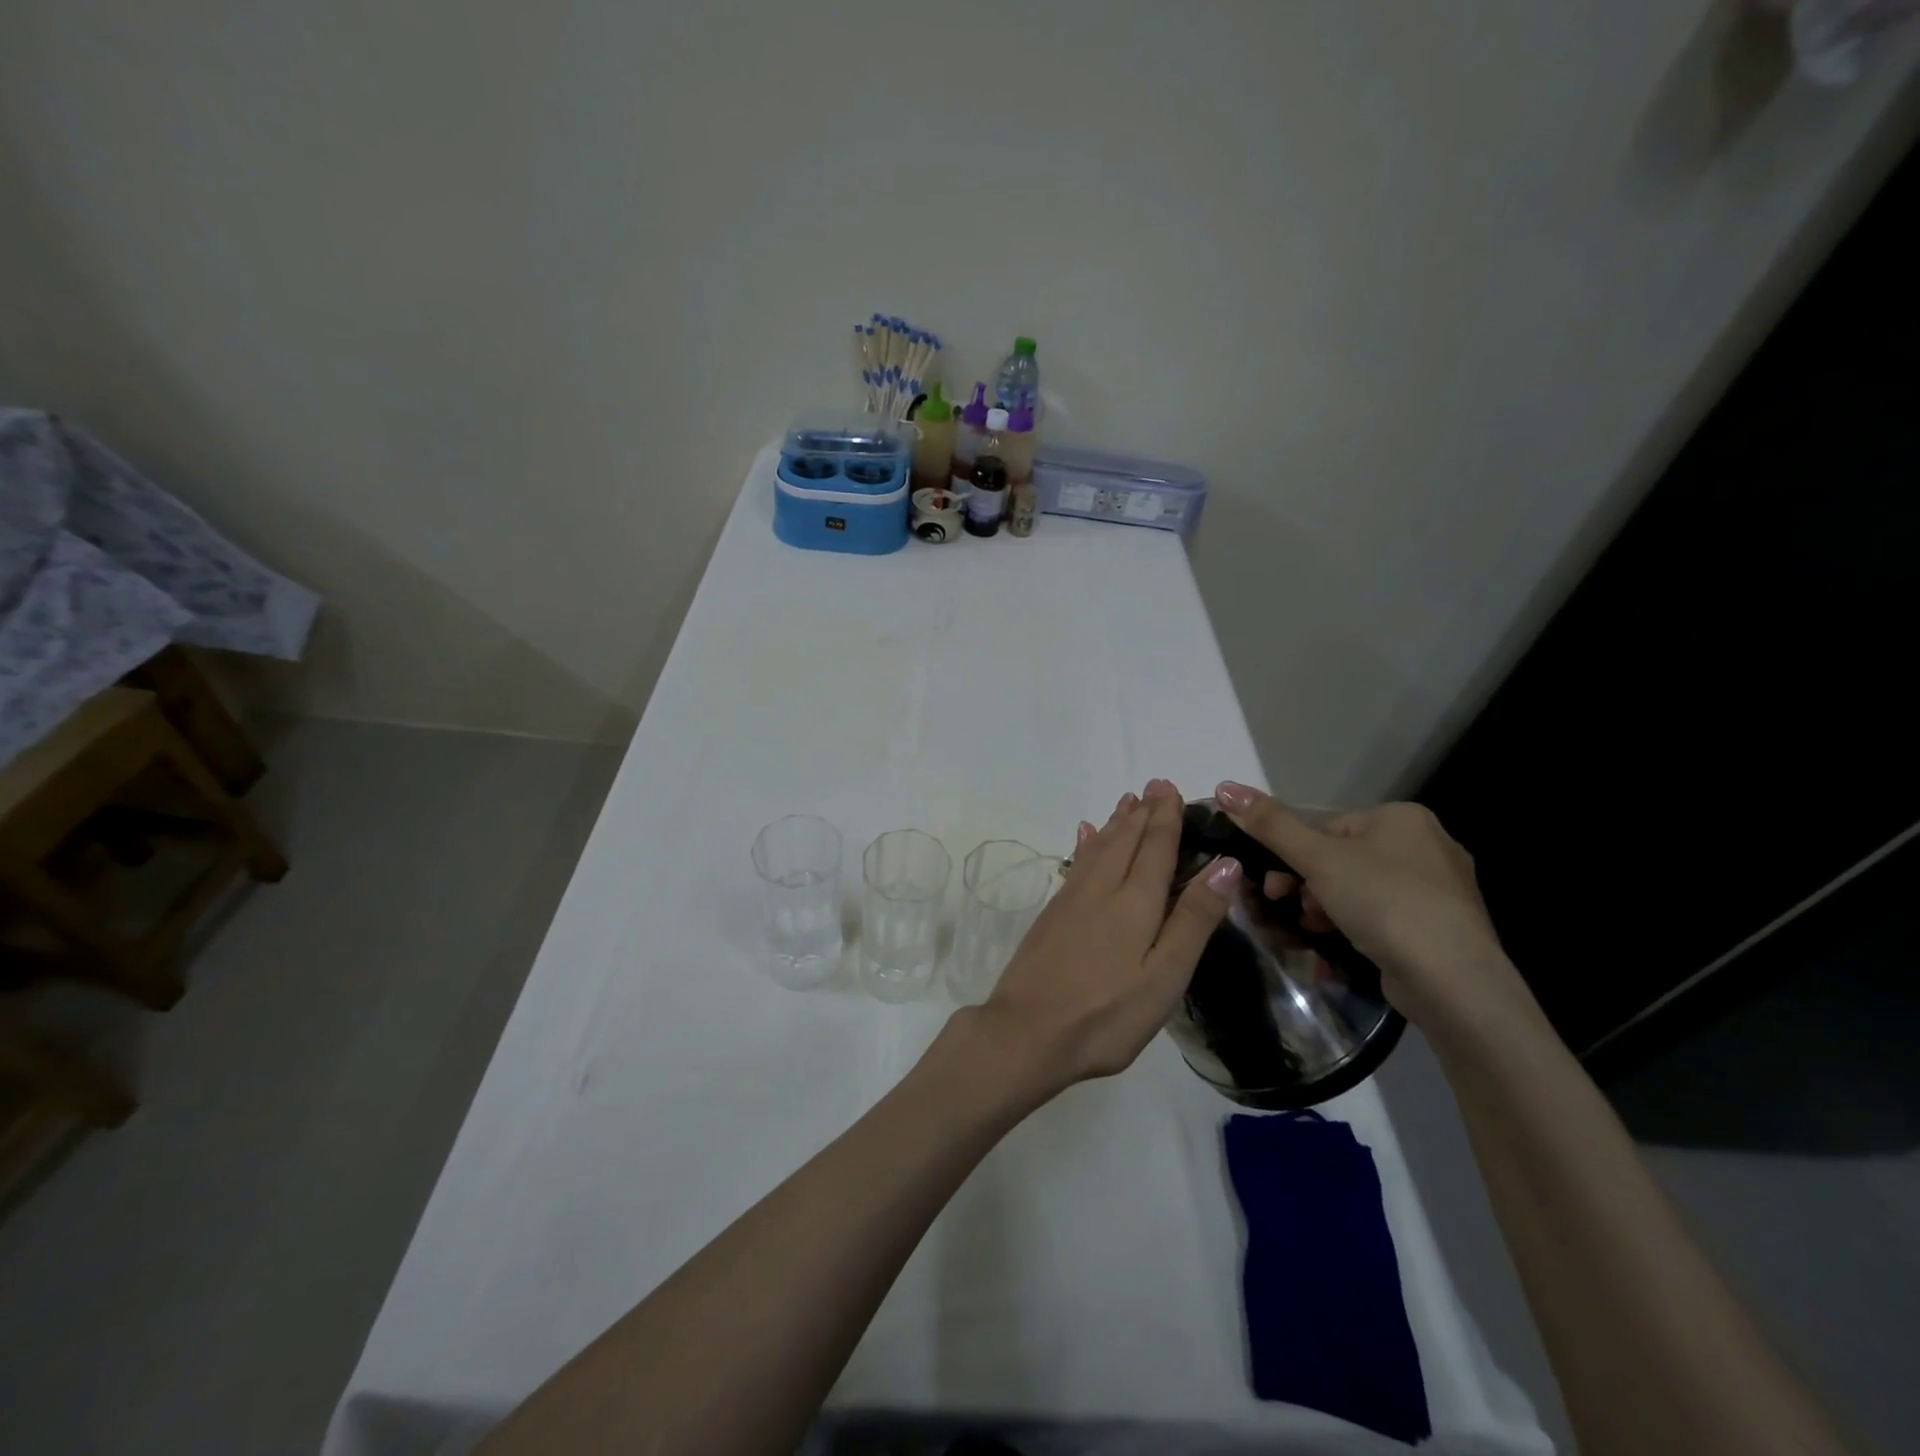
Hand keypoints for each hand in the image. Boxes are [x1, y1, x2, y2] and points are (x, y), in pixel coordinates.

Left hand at [976, 779, 1239, 1091]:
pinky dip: (1086, 844)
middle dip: (1143, 812)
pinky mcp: (1051, 914)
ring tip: (1127, 801)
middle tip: (1154, 786)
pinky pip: (1076, 864)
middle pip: (1125, 840)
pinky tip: (1086, 836)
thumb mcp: (1164, 976)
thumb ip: (1194, 919)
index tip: (1172, 789)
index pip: (1156, 848)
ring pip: (1099, 848)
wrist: (1027, 1032)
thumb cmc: (1107, 1014)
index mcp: (1135, 902)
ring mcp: (1071, 900)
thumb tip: (1225, 863)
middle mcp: (1101, 889)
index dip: (1166, 818)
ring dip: (1116, 823)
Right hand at [1213, 782, 1536, 1030]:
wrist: (1453, 981)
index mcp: (1402, 817)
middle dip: (1307, 885)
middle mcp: (1426, 844)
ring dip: (1326, 907)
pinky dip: (1356, 926)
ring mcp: (1439, 890)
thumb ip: (1270, 824)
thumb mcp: (1317, 859)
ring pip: (1359, 889)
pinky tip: (1340, 946)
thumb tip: (1224, 786)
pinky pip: (1383, 917)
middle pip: (1341, 858)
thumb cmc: (1384, 903)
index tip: (1274, 885)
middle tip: (1289, 907)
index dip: (1293, 856)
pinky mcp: (1441, 928)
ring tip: (1315, 930)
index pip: (1327, 828)